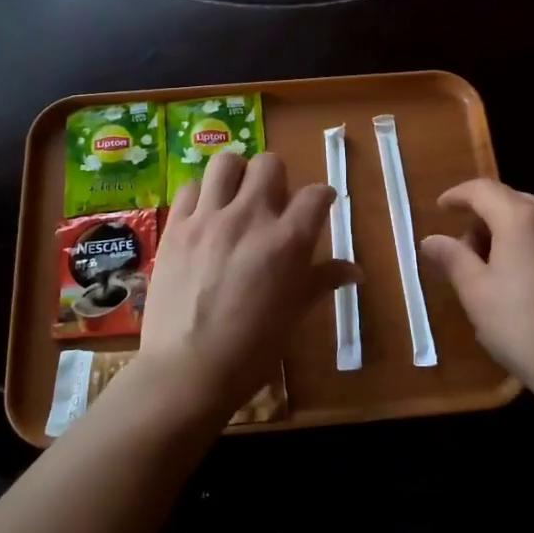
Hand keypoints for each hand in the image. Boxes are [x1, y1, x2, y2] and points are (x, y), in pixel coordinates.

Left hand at [138, 150, 357, 420]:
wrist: (188, 370)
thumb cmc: (252, 349)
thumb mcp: (295, 313)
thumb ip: (323, 281)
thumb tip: (357, 271)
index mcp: (288, 240)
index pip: (316, 194)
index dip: (322, 198)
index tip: (319, 207)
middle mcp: (251, 217)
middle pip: (270, 164)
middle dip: (277, 178)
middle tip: (272, 203)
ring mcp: (209, 218)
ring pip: (226, 162)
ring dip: (236, 175)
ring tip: (235, 197)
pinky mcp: (176, 227)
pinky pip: (190, 188)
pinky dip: (201, 196)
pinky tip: (204, 217)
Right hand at [419, 179, 533, 403]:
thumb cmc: (523, 328)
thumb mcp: (476, 293)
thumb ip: (452, 258)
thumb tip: (430, 240)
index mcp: (523, 218)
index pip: (483, 190)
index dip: (457, 195)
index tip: (440, 209)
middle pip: (510, 200)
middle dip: (483, 217)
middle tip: (464, 250)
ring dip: (508, 230)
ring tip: (493, 268)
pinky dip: (532, 243)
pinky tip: (524, 278)